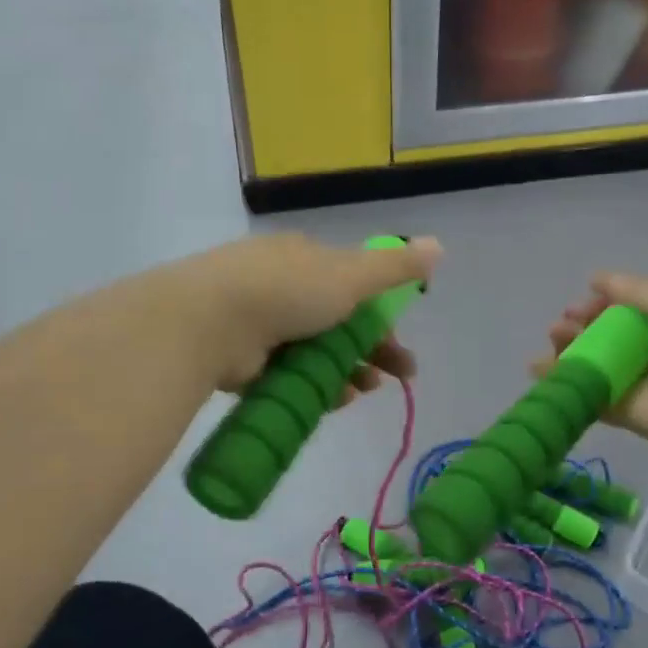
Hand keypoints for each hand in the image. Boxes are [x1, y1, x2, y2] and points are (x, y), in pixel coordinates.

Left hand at [179, 233, 442, 393]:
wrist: (207, 321)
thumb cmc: (287, 290)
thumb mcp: (352, 275)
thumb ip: (396, 267)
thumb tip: (440, 245)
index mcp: (304, 258)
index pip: (353, 287)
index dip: (381, 316)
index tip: (399, 344)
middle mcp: (279, 284)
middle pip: (336, 322)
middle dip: (369, 350)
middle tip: (395, 378)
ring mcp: (256, 322)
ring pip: (312, 352)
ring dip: (344, 372)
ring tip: (360, 393)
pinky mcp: (239, 358)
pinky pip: (286, 375)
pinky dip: (311, 387)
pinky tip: (330, 402)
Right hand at [547, 272, 647, 455]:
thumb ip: (633, 289)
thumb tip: (596, 278)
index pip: (630, 309)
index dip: (603, 303)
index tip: (582, 301)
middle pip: (609, 336)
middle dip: (582, 325)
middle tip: (562, 323)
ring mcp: (639, 383)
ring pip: (596, 363)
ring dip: (570, 348)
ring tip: (553, 337)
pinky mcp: (624, 412)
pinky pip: (589, 393)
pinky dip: (562, 381)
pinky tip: (537, 368)